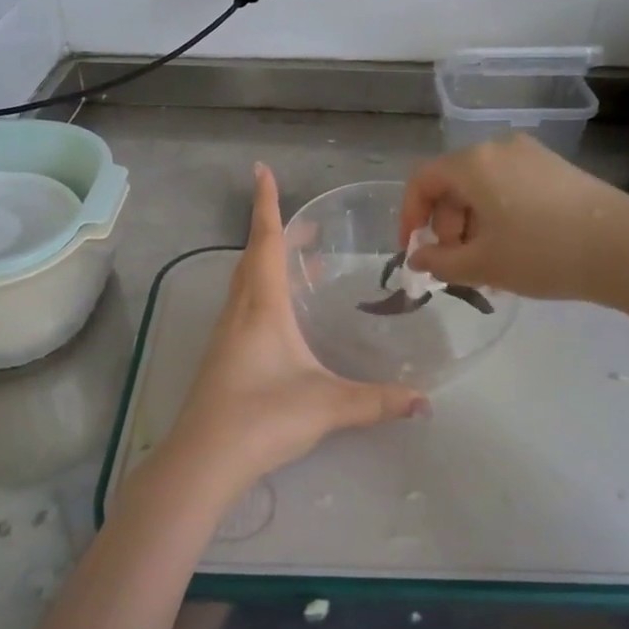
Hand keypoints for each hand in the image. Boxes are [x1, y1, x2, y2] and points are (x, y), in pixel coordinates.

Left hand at [161, 164, 428, 499]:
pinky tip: (284, 317)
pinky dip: (263, 293)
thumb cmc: (262, 417)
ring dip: (268, 263)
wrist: (203, 459)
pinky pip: (243, 307)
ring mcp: (226, 335)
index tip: (260, 169)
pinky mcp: (222, 357)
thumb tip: (424, 401)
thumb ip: (377, 401)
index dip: (265, 204)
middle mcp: (239, 311)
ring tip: (302, 264)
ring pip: (246, 283)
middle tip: (306, 225)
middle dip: (274, 232)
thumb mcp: (326, 405)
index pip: (264, 241)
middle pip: (253, 257)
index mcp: (262, 306)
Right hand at [400, 133, 628, 301]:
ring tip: (488, 266)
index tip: (415, 251)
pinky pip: (510, 188)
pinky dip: (499, 216)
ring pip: (483, 188)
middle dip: (445, 226)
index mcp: (474, 163)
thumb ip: (439, 262)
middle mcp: (499, 148)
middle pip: (453, 184)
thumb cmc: (542, 253)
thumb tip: (417, 258)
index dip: (409, 216)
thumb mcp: (482, 264)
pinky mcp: (557, 168)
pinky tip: (515, 251)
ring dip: (473, 225)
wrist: (626, 249)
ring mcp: (532, 155)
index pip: (422, 180)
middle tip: (457, 263)